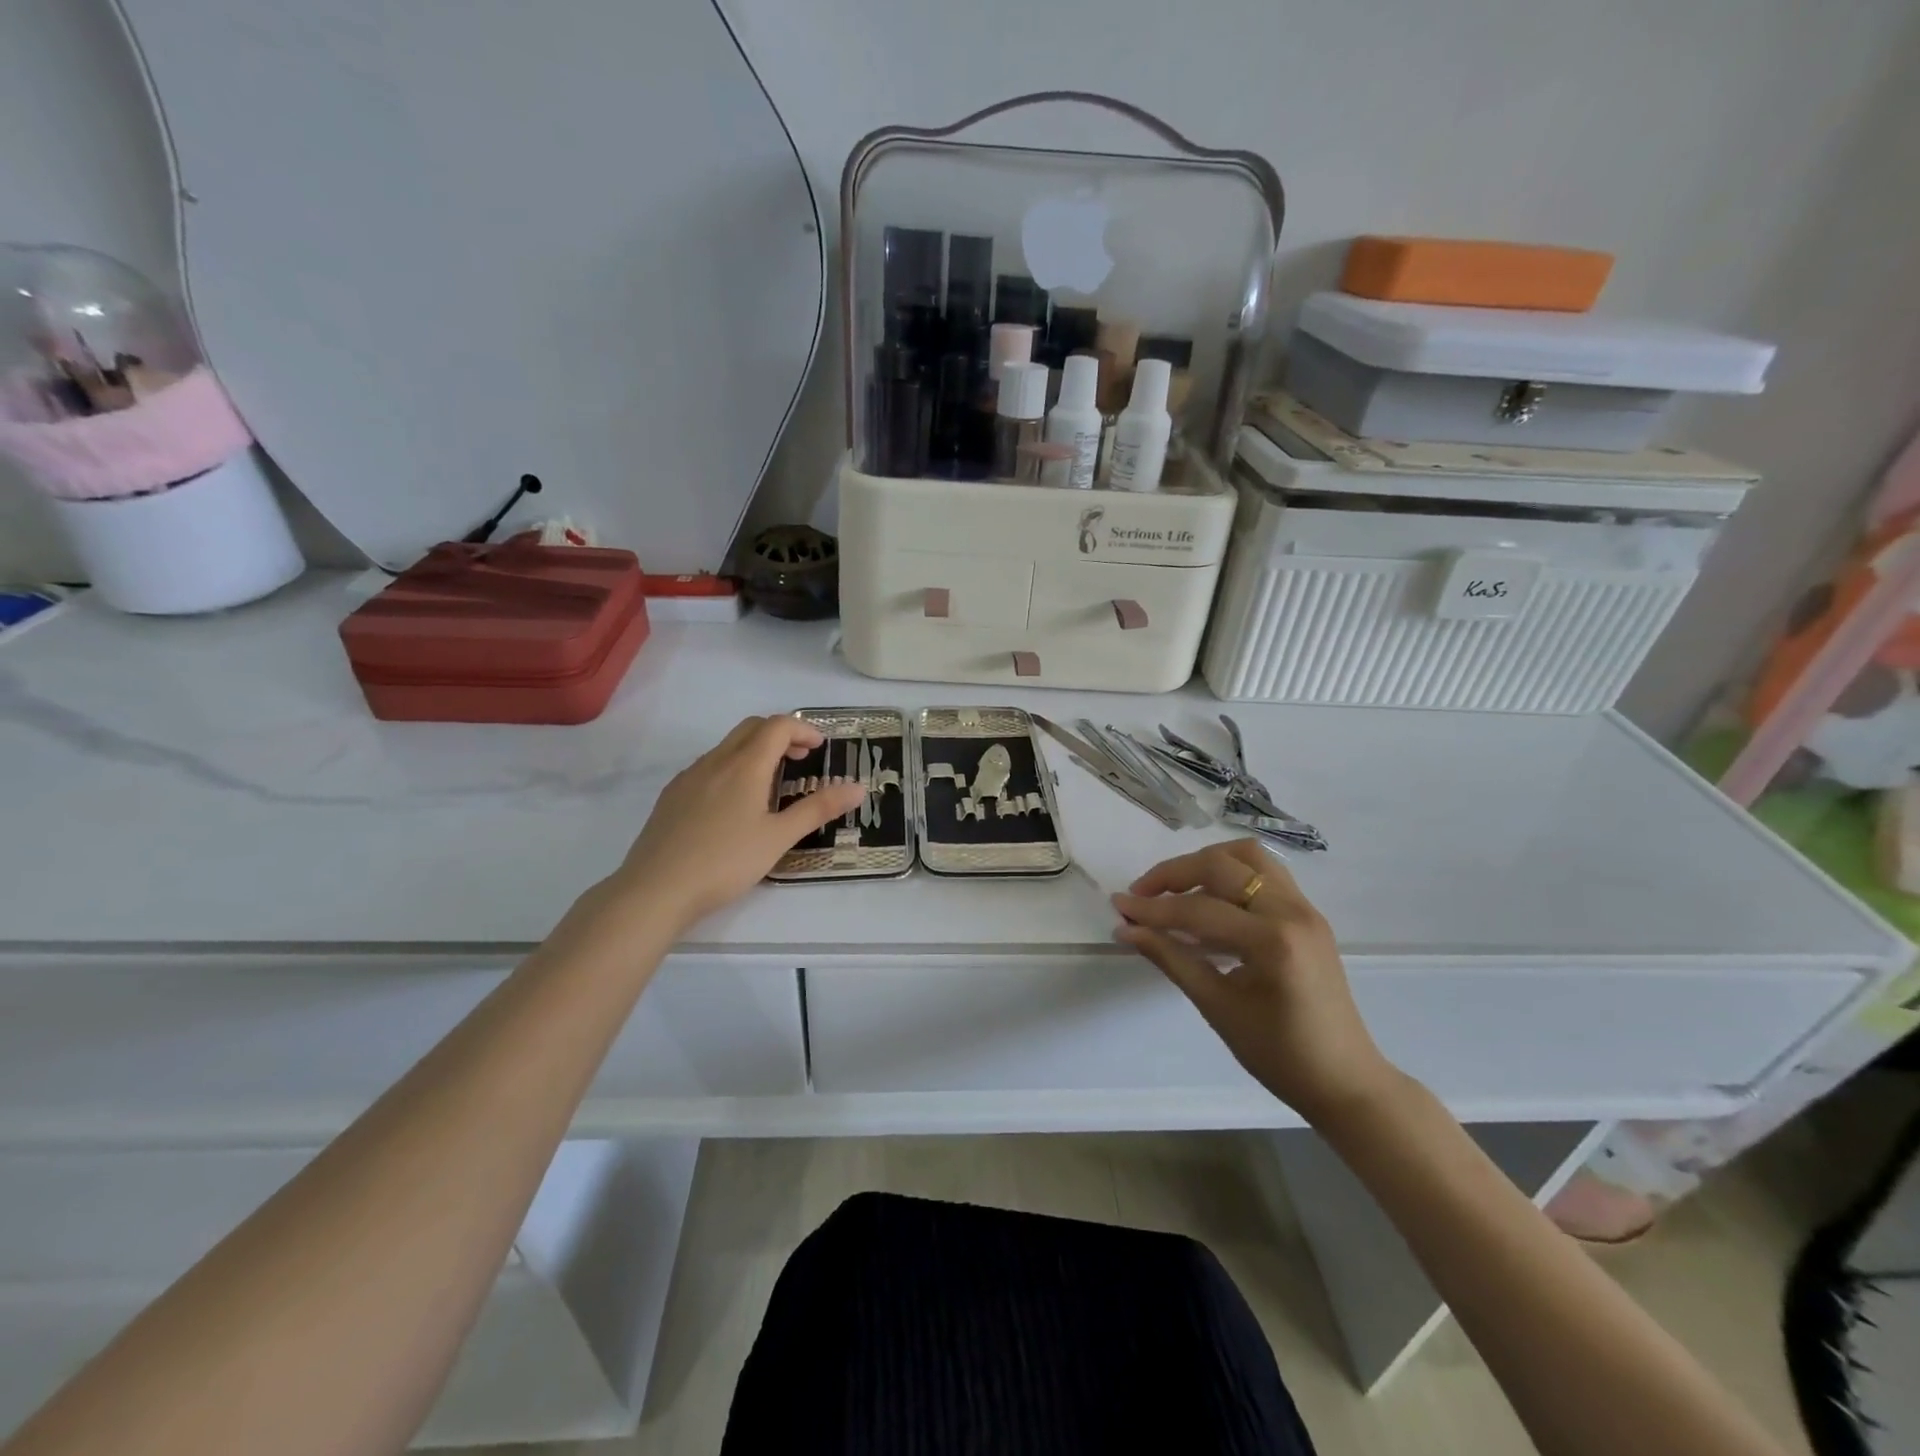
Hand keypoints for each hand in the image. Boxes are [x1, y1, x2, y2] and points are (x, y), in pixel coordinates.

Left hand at [608, 716, 864, 930]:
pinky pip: (708, 766)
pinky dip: (732, 768)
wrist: (655, 889)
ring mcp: (689, 777)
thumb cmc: (725, 862)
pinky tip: (734, 804)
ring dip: (755, 751)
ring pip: (727, 746)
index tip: (820, 748)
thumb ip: (818, 809)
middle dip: (780, 734)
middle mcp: (715, 761)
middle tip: (801, 759)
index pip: (777, 726)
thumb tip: (857, 788)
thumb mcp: (779, 838)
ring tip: (772, 783)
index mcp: (744, 766)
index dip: (803, 730)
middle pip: (751, 728)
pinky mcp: (672, 796)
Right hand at [1112, 839, 1398, 1124]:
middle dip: (1175, 874)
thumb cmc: (1279, 1055)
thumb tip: (1125, 929)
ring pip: (1247, 857)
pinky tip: (1207, 904)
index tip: (1118, 906)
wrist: (1345, 1081)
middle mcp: (1292, 911)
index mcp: (1273, 941)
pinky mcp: (1307, 914)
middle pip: (1222, 865)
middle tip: (1142, 894)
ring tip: (1175, 890)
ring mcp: (1305, 908)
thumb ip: (1170, 958)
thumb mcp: (1217, 1007)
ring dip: (1205, 864)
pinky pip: (1263, 875)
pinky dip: (1229, 876)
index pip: (1199, 909)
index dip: (1152, 908)